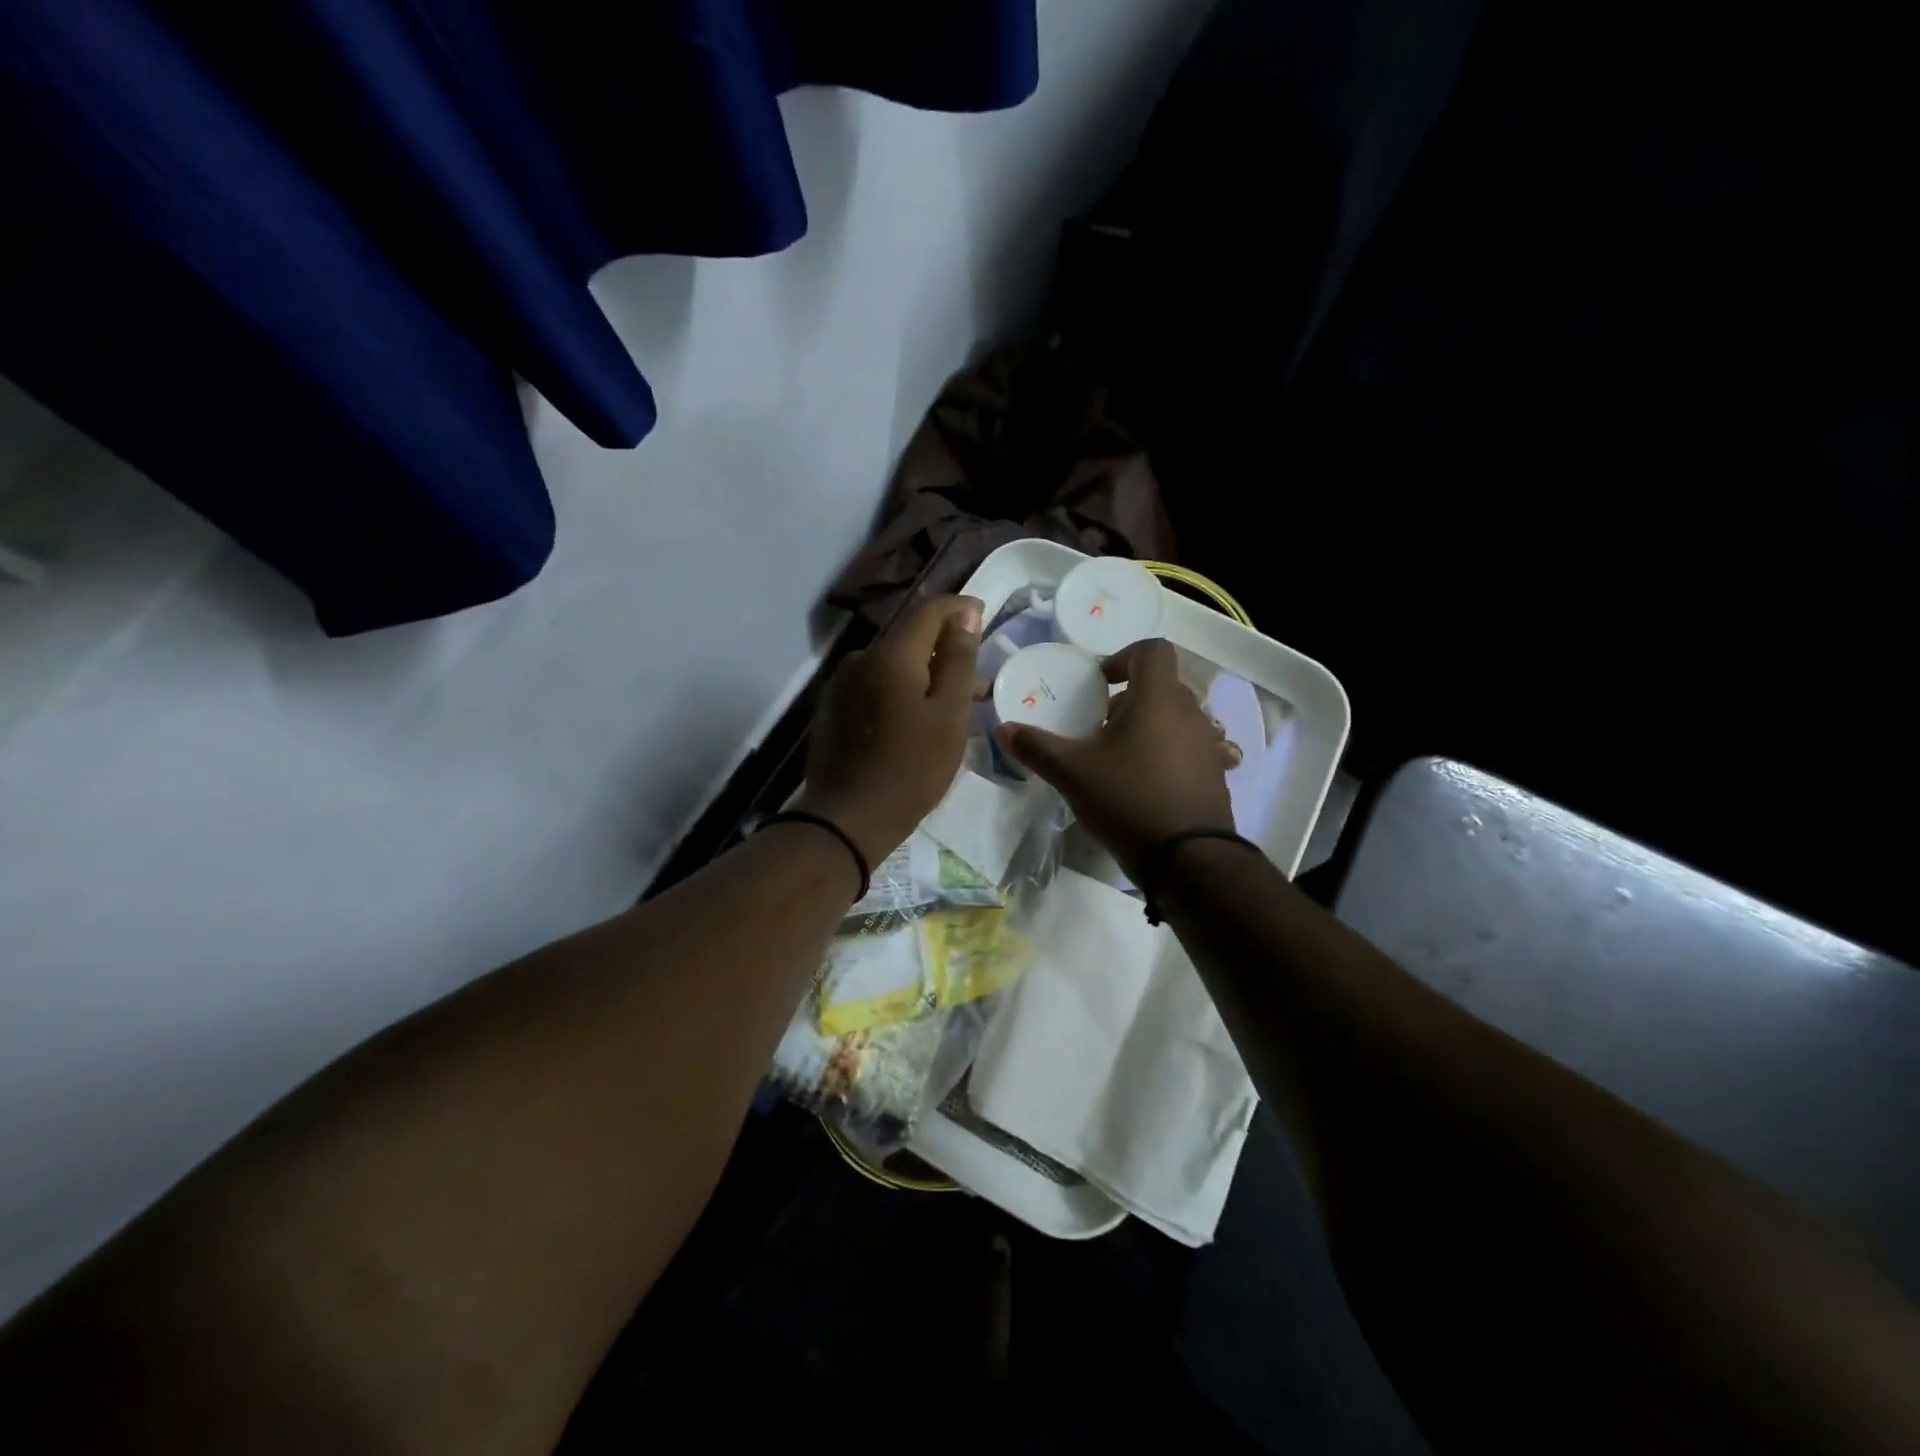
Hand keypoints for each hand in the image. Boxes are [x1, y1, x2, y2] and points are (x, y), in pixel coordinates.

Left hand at [796, 593, 983, 864]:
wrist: (847, 819)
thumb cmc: (911, 768)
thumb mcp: (949, 715)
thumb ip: (958, 660)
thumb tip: (966, 613)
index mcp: (891, 654)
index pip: (929, 608)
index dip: (960, 608)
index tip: (984, 617)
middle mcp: (861, 658)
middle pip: (910, 638)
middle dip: (946, 651)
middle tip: (978, 684)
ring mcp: (841, 684)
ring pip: (892, 665)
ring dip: (924, 676)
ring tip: (950, 710)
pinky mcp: (832, 709)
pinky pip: (875, 686)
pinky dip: (900, 692)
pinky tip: (914, 722)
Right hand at [996, 638, 1234, 881]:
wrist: (1188, 859)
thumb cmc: (1128, 799)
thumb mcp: (1072, 772)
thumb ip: (1037, 746)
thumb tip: (1003, 728)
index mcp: (1159, 698)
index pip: (1153, 650)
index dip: (1124, 657)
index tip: (1100, 683)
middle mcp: (1191, 713)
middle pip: (1163, 686)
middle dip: (1131, 698)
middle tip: (1101, 725)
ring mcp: (1209, 745)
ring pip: (1178, 718)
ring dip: (1151, 726)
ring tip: (1123, 756)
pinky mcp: (1217, 775)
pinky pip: (1193, 749)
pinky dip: (1171, 753)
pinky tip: (1150, 781)